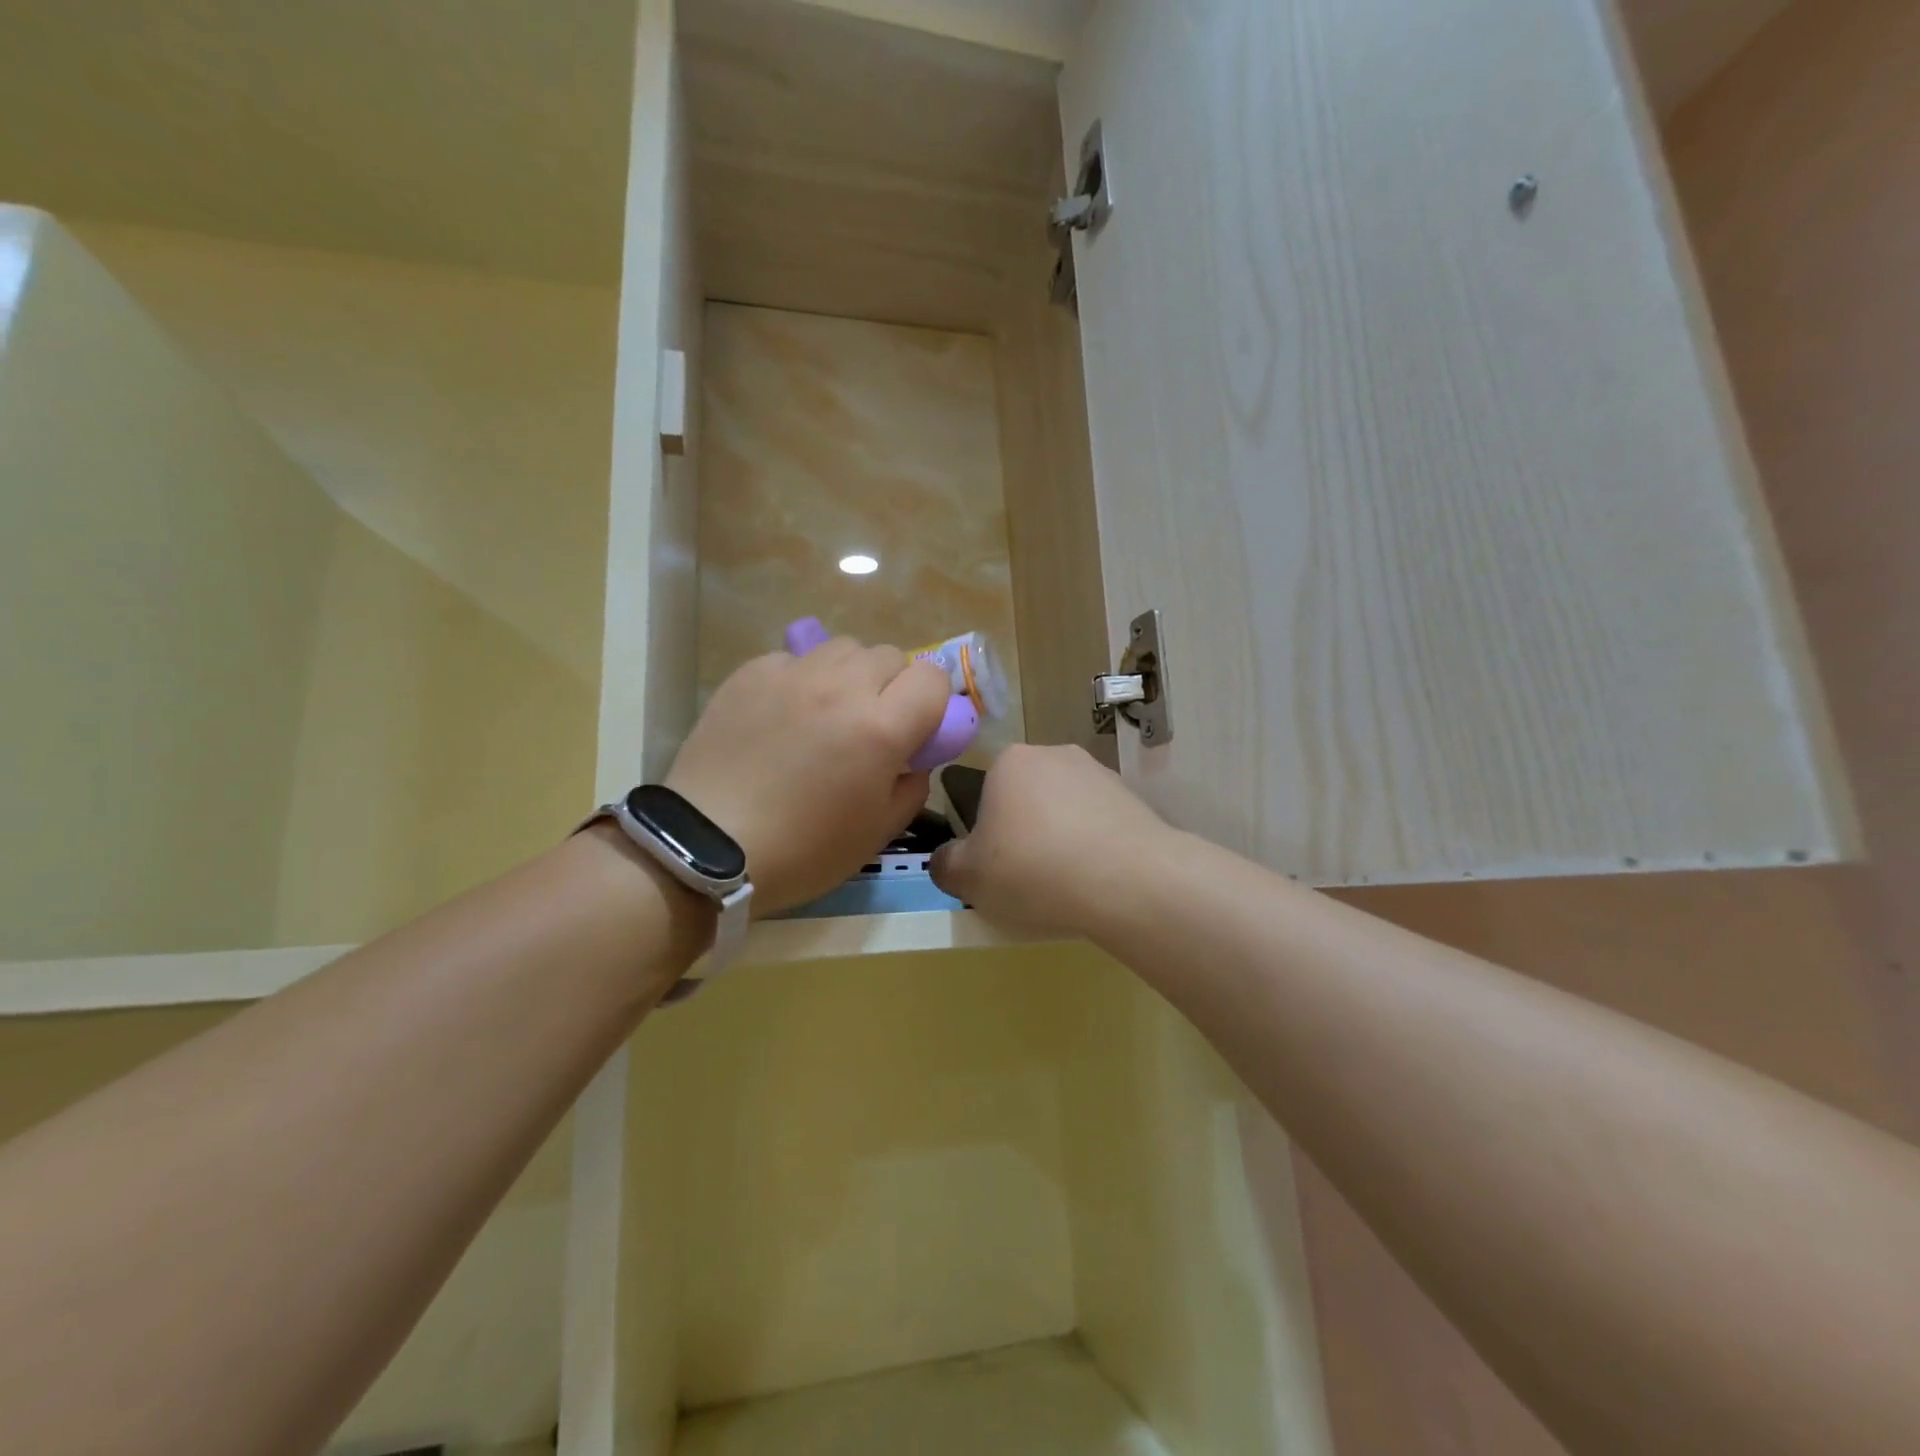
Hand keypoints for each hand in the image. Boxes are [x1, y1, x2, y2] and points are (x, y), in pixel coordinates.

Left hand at [666, 639, 951, 914]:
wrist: (708, 846)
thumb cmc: (803, 850)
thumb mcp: (877, 833)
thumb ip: (912, 787)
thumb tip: (914, 760)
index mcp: (881, 727)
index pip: (932, 677)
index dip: (933, 700)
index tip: (918, 727)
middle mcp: (842, 687)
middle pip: (889, 655)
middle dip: (892, 685)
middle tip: (871, 724)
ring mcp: (792, 674)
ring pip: (842, 648)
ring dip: (849, 674)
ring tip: (828, 711)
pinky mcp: (750, 673)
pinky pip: (794, 659)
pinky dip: (802, 679)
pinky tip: (784, 713)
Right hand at [930, 744, 1172, 937]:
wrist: (1129, 881)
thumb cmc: (1034, 870)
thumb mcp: (968, 878)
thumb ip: (945, 864)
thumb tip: (948, 858)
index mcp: (1009, 761)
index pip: (984, 793)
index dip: (985, 834)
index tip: (995, 867)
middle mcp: (1055, 754)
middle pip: (1026, 800)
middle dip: (1024, 834)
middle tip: (1026, 880)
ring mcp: (1100, 774)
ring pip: (1065, 812)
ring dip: (1060, 841)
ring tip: (1066, 887)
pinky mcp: (1134, 800)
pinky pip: (1100, 826)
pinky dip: (1094, 849)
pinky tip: (1097, 882)